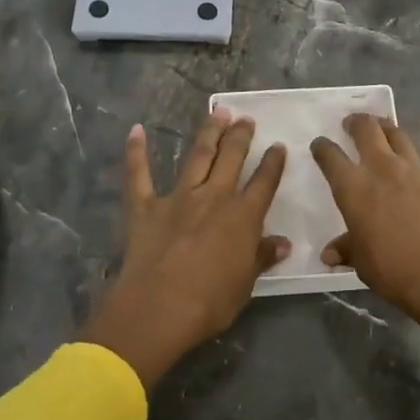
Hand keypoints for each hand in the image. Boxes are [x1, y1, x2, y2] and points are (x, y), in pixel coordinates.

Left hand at [79, 109, 288, 387]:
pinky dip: (136, 152)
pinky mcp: (145, 207)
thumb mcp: (245, 284)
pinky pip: (139, 175)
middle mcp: (213, 197)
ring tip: (217, 112)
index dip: (273, 163)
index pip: (264, 183)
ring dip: (208, 132)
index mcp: (242, 217)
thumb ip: (262, 257)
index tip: (278, 146)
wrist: (159, 308)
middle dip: (240, 136)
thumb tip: (283, 243)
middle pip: (231, 159)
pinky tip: (136, 130)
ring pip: (197, 156)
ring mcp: (178, 198)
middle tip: (245, 118)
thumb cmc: (210, 302)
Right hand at [310, 111, 419, 325]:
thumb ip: (347, 249)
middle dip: (356, 123)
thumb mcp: (361, 262)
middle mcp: (382, 169)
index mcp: (353, 188)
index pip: (331, 158)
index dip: (322, 148)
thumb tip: (329, 254)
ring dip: (387, 126)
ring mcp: (415, 169)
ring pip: (398, 136)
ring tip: (381, 122)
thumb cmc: (393, 270)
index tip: (320, 145)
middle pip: (366, 132)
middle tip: (352, 123)